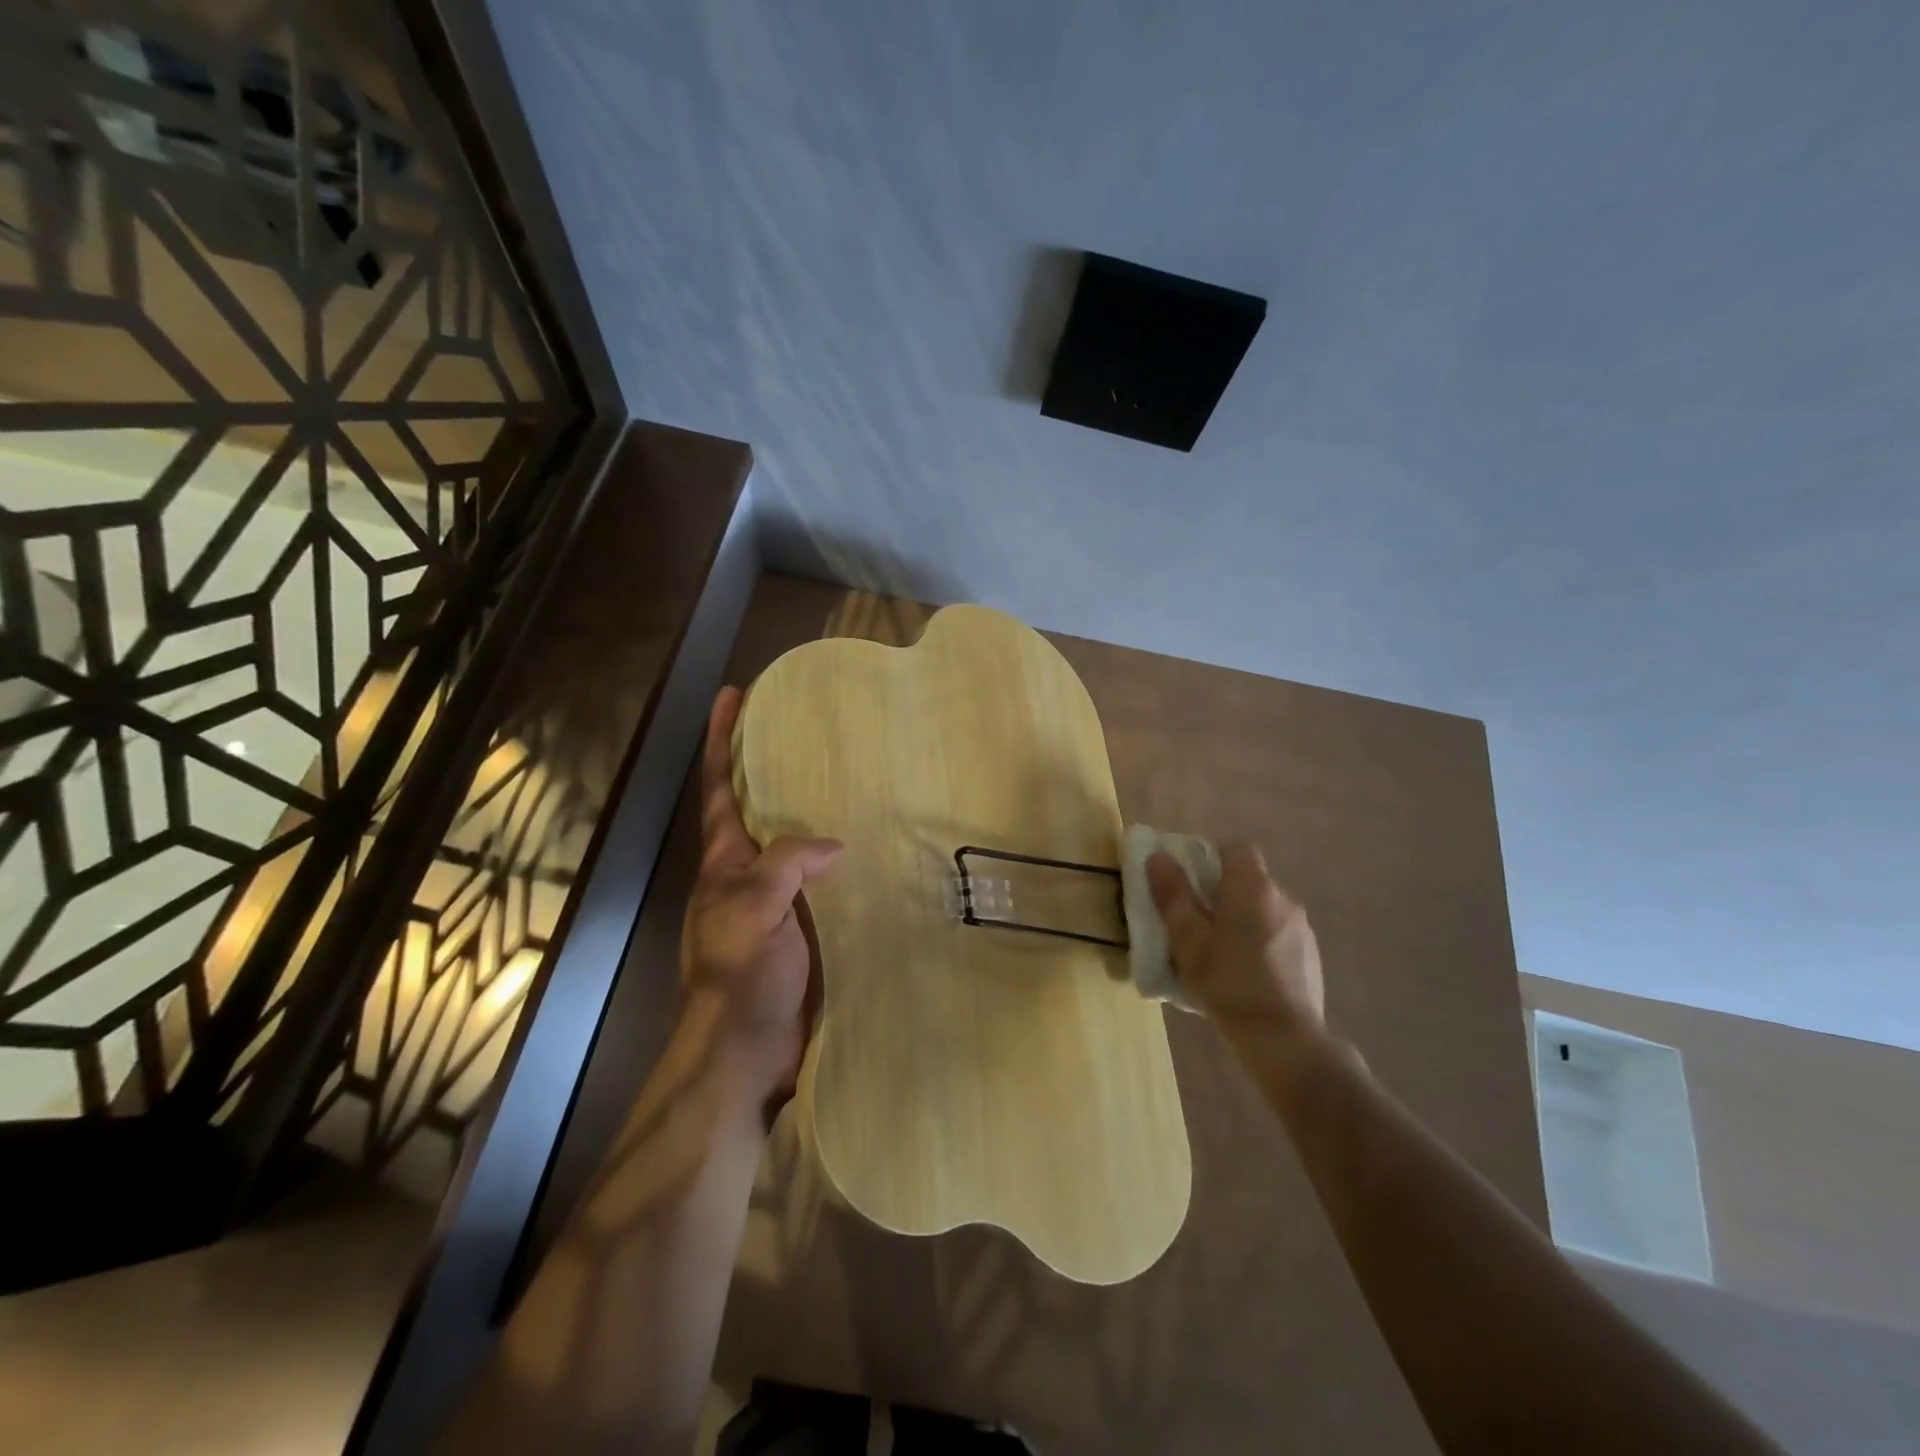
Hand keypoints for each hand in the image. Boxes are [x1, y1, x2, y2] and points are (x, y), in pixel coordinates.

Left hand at [680, 686, 841, 1113]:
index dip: (722, 741)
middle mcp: (747, 875)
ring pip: (796, 845)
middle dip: (770, 767)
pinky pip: (825, 882)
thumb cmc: (739, 975)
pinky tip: (873, 849)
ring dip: (814, 813)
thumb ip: (787, 863)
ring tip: (851, 779)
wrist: (747, 1053)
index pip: (720, 789)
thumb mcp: (753, 907)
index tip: (731, 695)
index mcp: (725, 863)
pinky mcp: (805, 929)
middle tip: (805, 730)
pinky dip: (843, 861)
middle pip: (758, 809)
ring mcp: (777, 903)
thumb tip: (834, 846)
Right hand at [1146, 841, 1325, 1050]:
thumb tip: (1159, 857)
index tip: (1192, 884)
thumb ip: (1173, 895)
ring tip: (1220, 954)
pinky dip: (1260, 942)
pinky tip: (1245, 975)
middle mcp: (1282, 898)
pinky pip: (1277, 933)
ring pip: (1263, 908)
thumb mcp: (1188, 939)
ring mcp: (1301, 927)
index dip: (1211, 858)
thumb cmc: (1228, 982)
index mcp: (1252, 886)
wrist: (1284, 1038)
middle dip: (1222, 893)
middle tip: (1197, 923)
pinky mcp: (1310, 955)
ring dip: (1242, 919)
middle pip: (1249, 879)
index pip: (1236, 848)